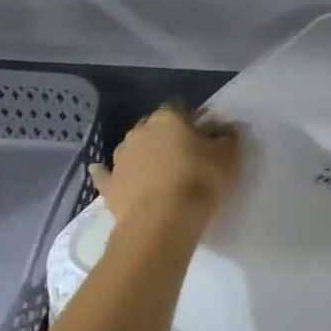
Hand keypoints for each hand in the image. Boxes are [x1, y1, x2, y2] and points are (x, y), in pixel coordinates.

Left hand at [89, 105, 241, 228]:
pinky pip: (106, 175)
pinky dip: (107, 173)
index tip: (204, 134)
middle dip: (166, 136)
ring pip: (132, 148)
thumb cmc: (200, 181)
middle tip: (184, 153)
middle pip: (154, 127)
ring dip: (142, 154)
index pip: (180, 110)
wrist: (162, 221)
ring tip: (157, 170)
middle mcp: (140, 131)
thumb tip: (229, 127)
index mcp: (168, 119)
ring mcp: (120, 158)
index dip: (193, 121)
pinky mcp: (109, 185)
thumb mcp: (228, 157)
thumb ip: (229, 138)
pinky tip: (101, 172)